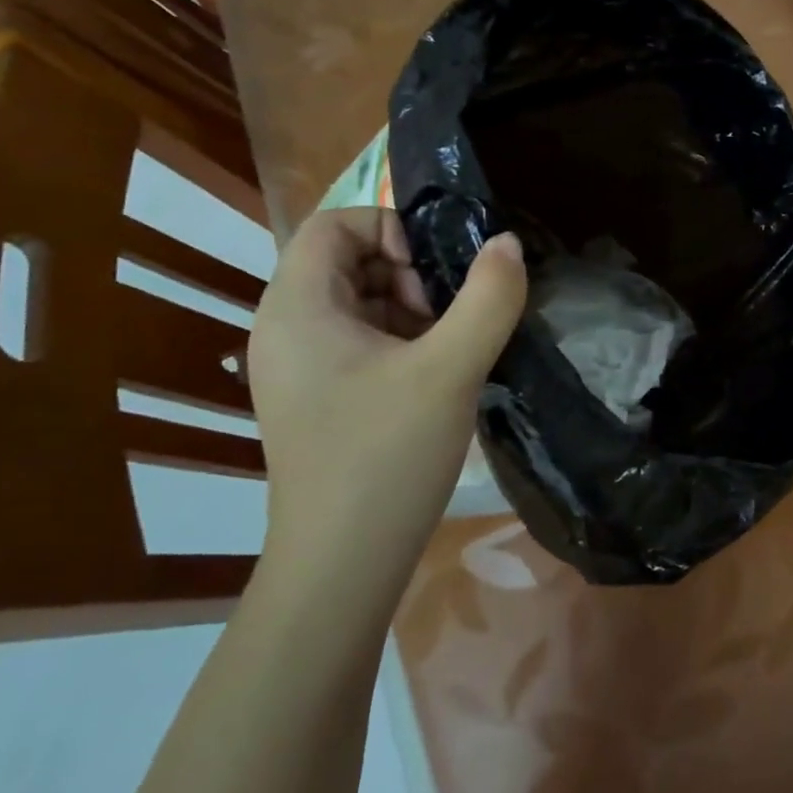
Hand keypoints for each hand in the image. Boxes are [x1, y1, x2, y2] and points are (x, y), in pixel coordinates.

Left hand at [246, 208, 527, 596]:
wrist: (342, 568)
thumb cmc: (385, 457)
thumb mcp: (449, 370)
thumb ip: (488, 298)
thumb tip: (506, 242)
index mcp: (296, 308)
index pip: (334, 224)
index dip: (390, 228)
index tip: (434, 273)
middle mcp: (285, 329)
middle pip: (346, 260)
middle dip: (407, 271)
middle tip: (446, 315)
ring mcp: (298, 367)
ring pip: (358, 302)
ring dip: (410, 308)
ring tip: (448, 348)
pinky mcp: (317, 398)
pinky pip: (359, 341)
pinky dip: (400, 340)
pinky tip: (435, 377)